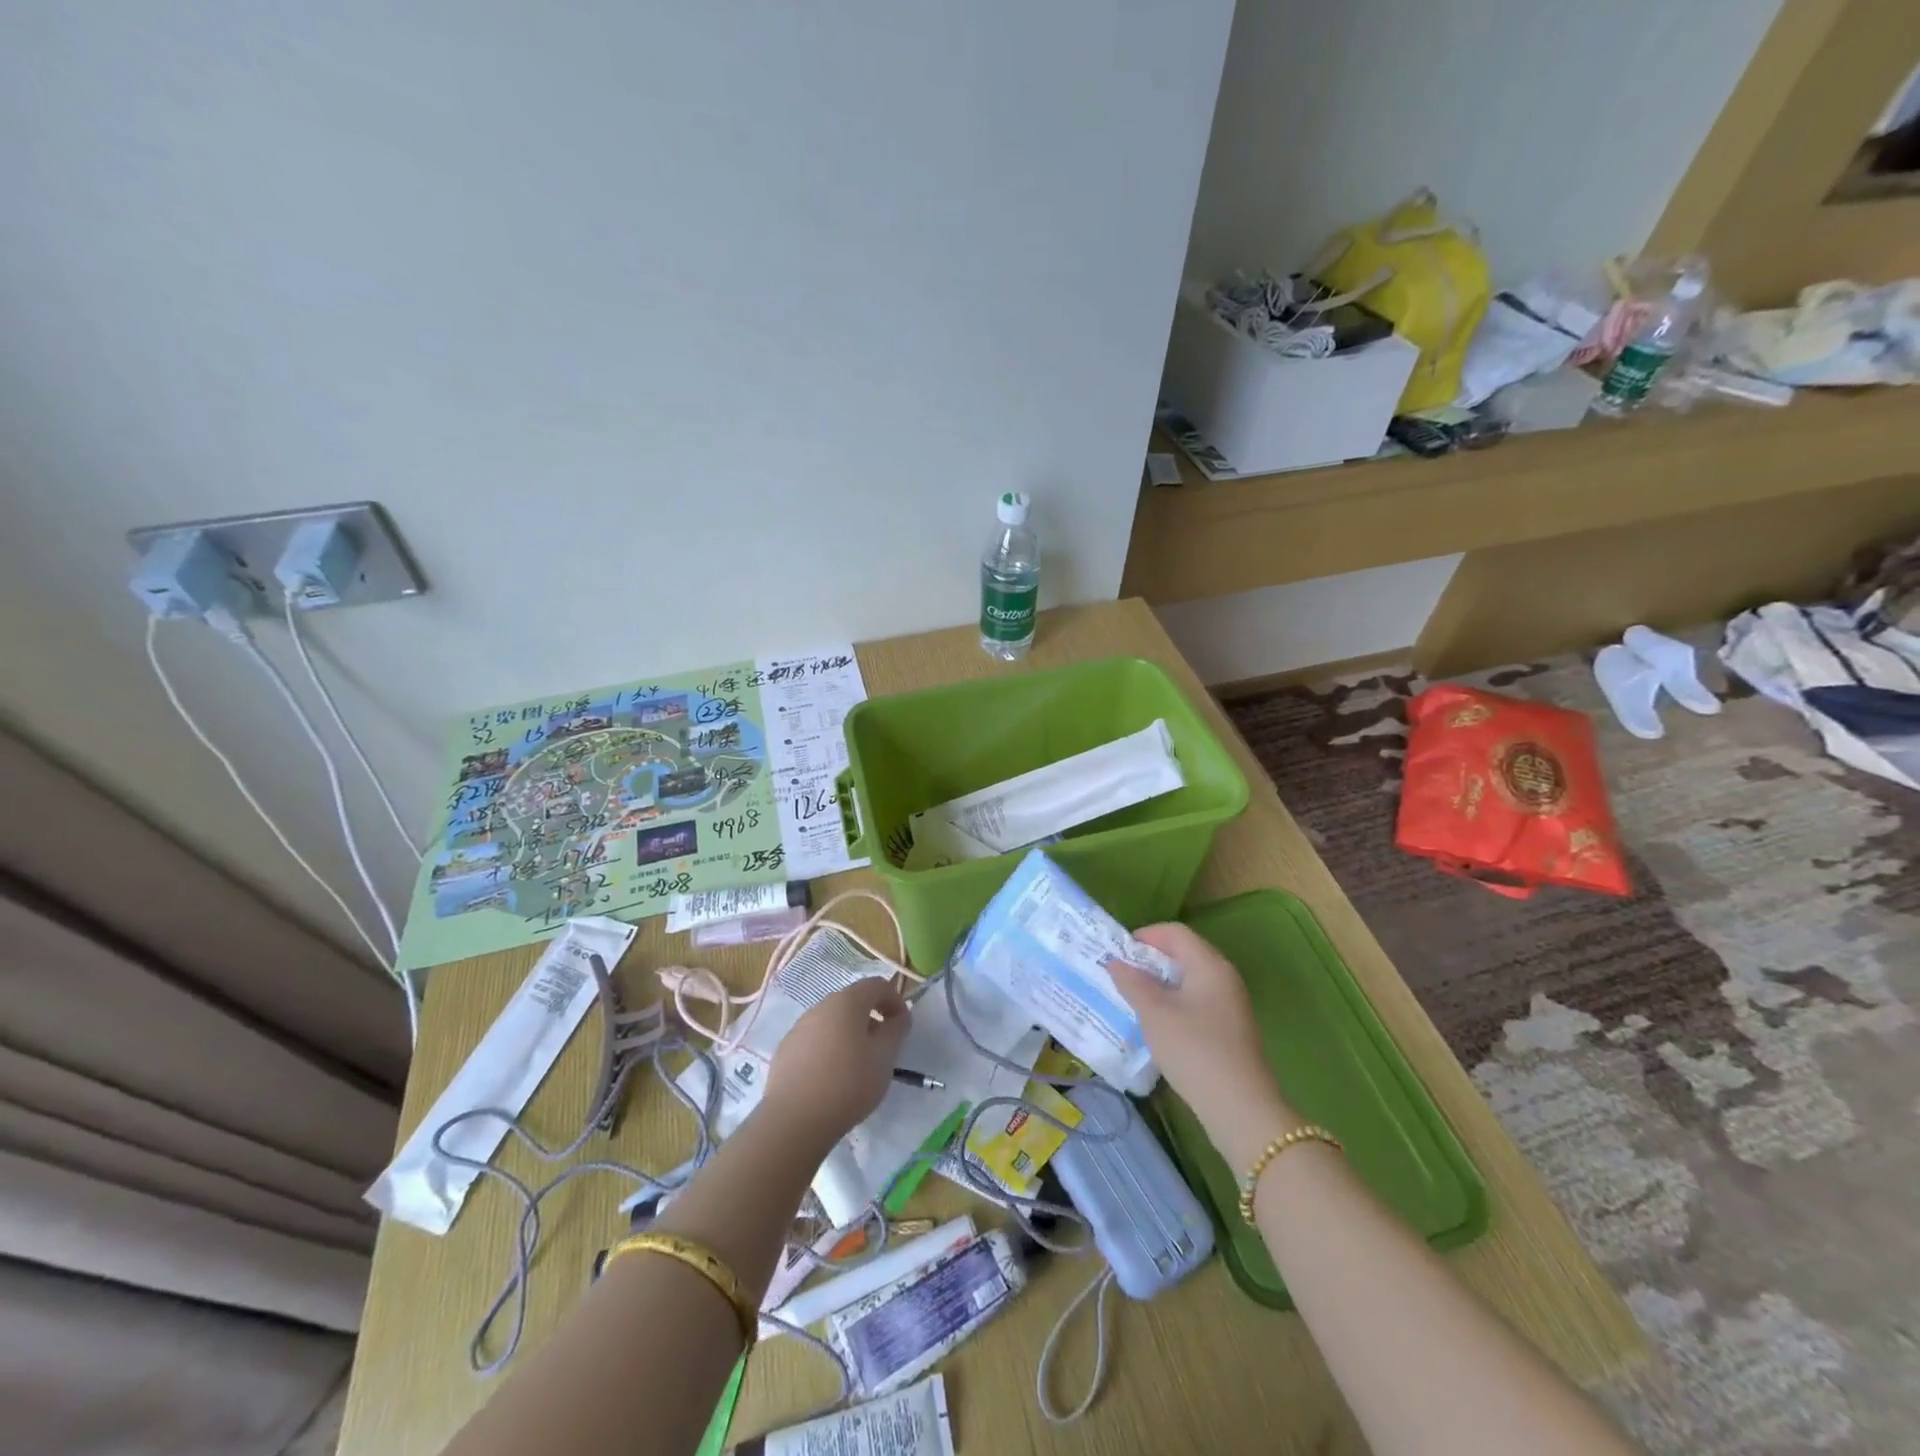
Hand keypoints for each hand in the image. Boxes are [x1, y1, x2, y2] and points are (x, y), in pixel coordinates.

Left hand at [761, 978, 909, 1150]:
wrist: (794, 1120)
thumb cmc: (848, 1083)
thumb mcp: (885, 1057)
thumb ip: (896, 1030)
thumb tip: (898, 1017)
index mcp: (847, 1002)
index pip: (876, 985)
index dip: (895, 1000)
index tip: (903, 1025)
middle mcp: (820, 1007)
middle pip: (852, 1002)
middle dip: (871, 1018)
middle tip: (882, 1046)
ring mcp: (799, 1028)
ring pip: (832, 1022)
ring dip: (849, 1034)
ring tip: (857, 1065)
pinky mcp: (785, 1050)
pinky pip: (814, 1040)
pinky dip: (828, 1049)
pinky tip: (831, 1078)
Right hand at [1109, 923, 1286, 1136]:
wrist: (1239, 1108)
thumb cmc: (1194, 1050)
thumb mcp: (1154, 1014)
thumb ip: (1133, 983)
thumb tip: (1116, 962)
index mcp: (1209, 965)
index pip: (1175, 932)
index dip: (1145, 936)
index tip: (1118, 952)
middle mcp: (1224, 977)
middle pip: (1184, 953)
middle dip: (1150, 960)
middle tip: (1121, 974)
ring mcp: (1230, 1004)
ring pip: (1189, 979)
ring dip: (1160, 983)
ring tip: (1133, 998)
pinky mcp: (1230, 1028)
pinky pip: (1197, 1000)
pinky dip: (1174, 1002)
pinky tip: (1157, 1023)